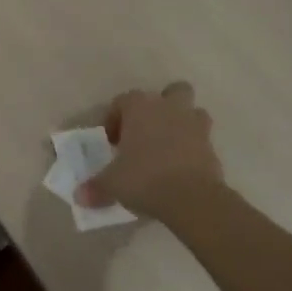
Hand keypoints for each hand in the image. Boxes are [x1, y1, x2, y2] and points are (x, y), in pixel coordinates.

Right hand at [77, 82, 224, 224]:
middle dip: (161, 107)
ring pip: (192, 111)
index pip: (122, 101)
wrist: (192, 198)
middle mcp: (168, 107)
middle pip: (170, 92)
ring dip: (183, 123)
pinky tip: (182, 168)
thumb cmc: (144, 178)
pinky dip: (194, 149)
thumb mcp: (112, 184)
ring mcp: (194, 124)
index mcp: (139, 106)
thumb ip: (96, 187)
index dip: (114, 120)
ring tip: (169, 146)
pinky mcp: (212, 146)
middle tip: (147, 132)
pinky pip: (202, 140)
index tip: (111, 142)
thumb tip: (80, 196)